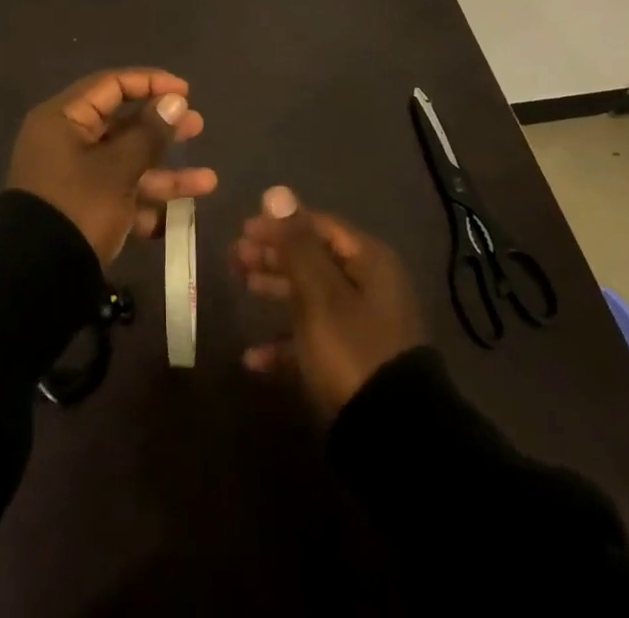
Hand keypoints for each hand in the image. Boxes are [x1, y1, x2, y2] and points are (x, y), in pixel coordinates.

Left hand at [7, 68, 215, 264]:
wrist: (35, 282)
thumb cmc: (77, 208)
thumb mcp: (117, 169)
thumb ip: (149, 134)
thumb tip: (174, 100)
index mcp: (64, 119)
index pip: (111, 85)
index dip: (150, 83)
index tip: (186, 92)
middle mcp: (67, 142)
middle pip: (122, 124)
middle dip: (162, 129)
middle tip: (197, 126)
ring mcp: (75, 179)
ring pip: (126, 164)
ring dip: (166, 173)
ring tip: (208, 181)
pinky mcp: (83, 211)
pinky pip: (120, 196)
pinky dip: (147, 204)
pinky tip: (182, 215)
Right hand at [233, 186, 423, 418]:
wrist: (393, 437)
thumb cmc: (351, 349)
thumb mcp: (318, 292)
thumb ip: (295, 241)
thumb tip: (276, 191)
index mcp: (368, 262)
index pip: (319, 226)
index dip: (280, 224)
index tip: (243, 229)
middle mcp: (368, 287)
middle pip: (313, 258)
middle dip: (273, 255)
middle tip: (235, 257)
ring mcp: (362, 326)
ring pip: (311, 295)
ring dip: (275, 289)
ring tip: (241, 285)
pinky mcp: (352, 364)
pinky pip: (312, 340)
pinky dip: (284, 344)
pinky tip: (253, 358)